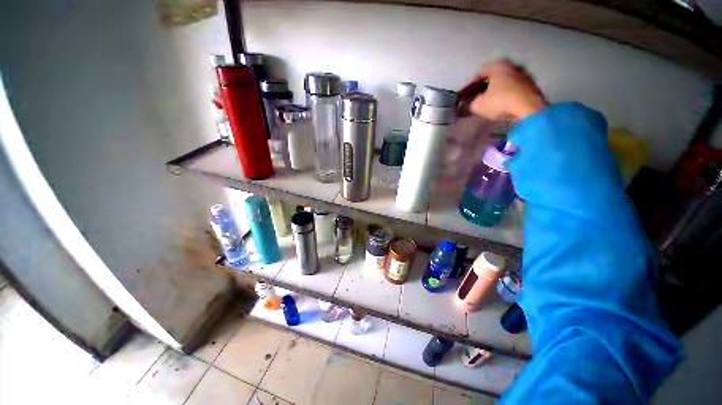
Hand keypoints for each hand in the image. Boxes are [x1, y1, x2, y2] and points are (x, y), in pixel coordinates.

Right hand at [463, 60, 546, 120]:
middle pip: (494, 76)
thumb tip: (470, 104)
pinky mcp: (532, 85)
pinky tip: (503, 104)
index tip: (467, 96)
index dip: (471, 85)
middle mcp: (511, 65)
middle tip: (479, 98)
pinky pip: (514, 88)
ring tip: (491, 102)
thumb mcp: (478, 106)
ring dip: (498, 90)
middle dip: (486, 86)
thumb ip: (471, 103)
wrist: (528, 108)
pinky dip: (508, 94)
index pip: (480, 73)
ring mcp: (524, 74)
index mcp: (497, 66)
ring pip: (505, 81)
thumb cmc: (500, 102)